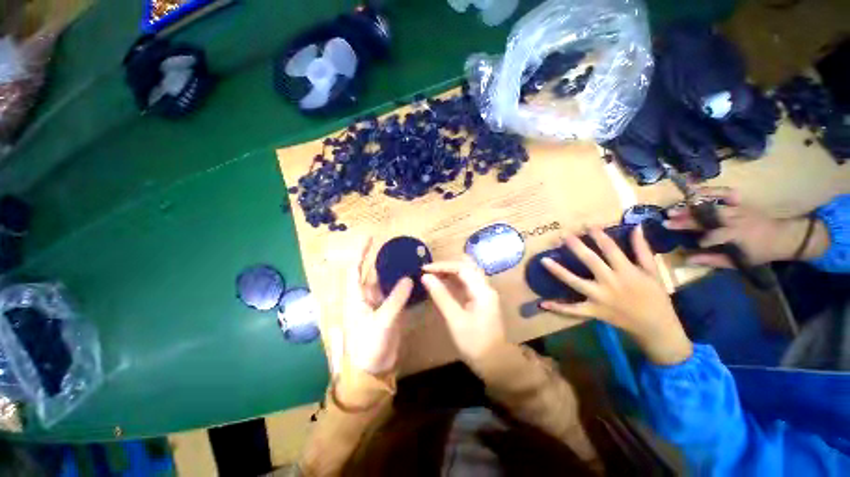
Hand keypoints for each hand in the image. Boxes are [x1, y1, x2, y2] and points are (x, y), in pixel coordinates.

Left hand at [330, 237, 413, 376]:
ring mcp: (376, 305)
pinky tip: (411, 280)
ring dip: (393, 274)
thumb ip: (396, 299)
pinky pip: (393, 295)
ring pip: (384, 284)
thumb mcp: (382, 321)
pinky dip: (401, 288)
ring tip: (406, 261)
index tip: (370, 238)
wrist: (372, 371)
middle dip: (380, 261)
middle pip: (371, 274)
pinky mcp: (386, 313)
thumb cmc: (369, 346)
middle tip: (395, 249)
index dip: (361, 252)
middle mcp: (364, 298)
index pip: (354, 269)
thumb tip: (408, 278)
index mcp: (355, 298)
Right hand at [421, 259, 506, 361]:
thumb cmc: (475, 343)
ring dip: (450, 271)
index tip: (425, 269)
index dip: (442, 266)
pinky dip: (454, 280)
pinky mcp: (481, 299)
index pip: (462, 268)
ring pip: (467, 273)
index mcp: (482, 290)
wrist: (495, 362)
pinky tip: (442, 283)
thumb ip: (441, 296)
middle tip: (429, 270)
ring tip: (432, 275)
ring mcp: (484, 292)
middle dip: (447, 266)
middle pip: (467, 266)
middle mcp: (485, 287)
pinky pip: (467, 282)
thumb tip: (426, 277)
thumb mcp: (455, 320)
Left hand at [539, 226, 691, 364]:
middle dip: (576, 246)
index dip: (598, 234)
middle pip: (590, 261)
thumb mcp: (652, 271)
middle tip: (562, 235)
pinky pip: (573, 310)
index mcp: (626, 271)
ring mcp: (599, 298)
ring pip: (575, 282)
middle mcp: (611, 283)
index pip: (610, 248)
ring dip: (559, 271)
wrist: (656, 327)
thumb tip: (636, 227)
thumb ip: (643, 249)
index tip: (587, 223)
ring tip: (544, 260)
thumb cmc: (655, 296)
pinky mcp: (593, 311)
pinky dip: (559, 308)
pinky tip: (543, 304)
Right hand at [664, 187, 829, 266]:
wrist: (784, 236)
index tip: (687, 245)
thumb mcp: (740, 261)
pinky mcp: (740, 202)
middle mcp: (737, 219)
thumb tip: (688, 260)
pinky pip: (724, 192)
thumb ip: (713, 260)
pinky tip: (694, 192)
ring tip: (673, 209)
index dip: (702, 241)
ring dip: (691, 208)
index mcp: (740, 235)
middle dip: (687, 219)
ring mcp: (738, 208)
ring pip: (711, 206)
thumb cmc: (759, 252)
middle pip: (708, 218)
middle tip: (667, 220)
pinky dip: (709, 191)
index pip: (716, 237)